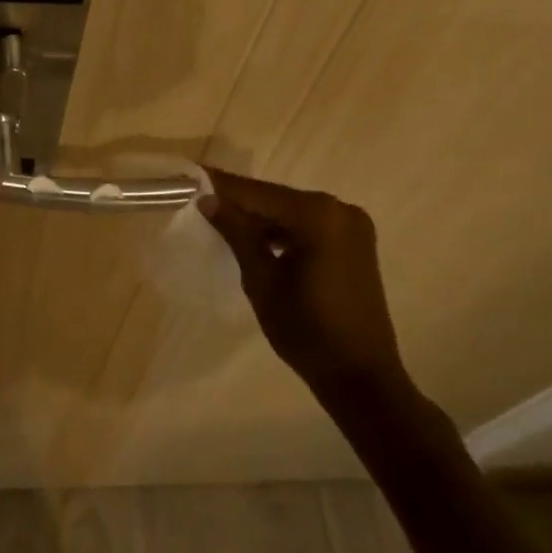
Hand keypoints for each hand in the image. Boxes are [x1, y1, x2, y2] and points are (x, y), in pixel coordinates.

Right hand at [201, 169, 407, 393]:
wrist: (360, 376)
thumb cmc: (305, 330)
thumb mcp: (261, 280)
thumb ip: (236, 233)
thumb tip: (208, 200)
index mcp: (317, 215)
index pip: (257, 193)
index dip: (222, 186)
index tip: (191, 176)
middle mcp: (339, 209)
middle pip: (277, 198)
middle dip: (241, 201)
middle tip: (202, 200)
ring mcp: (352, 226)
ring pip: (293, 212)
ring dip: (262, 217)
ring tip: (223, 221)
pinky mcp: (356, 243)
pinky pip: (311, 226)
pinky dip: (284, 230)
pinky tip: (259, 241)